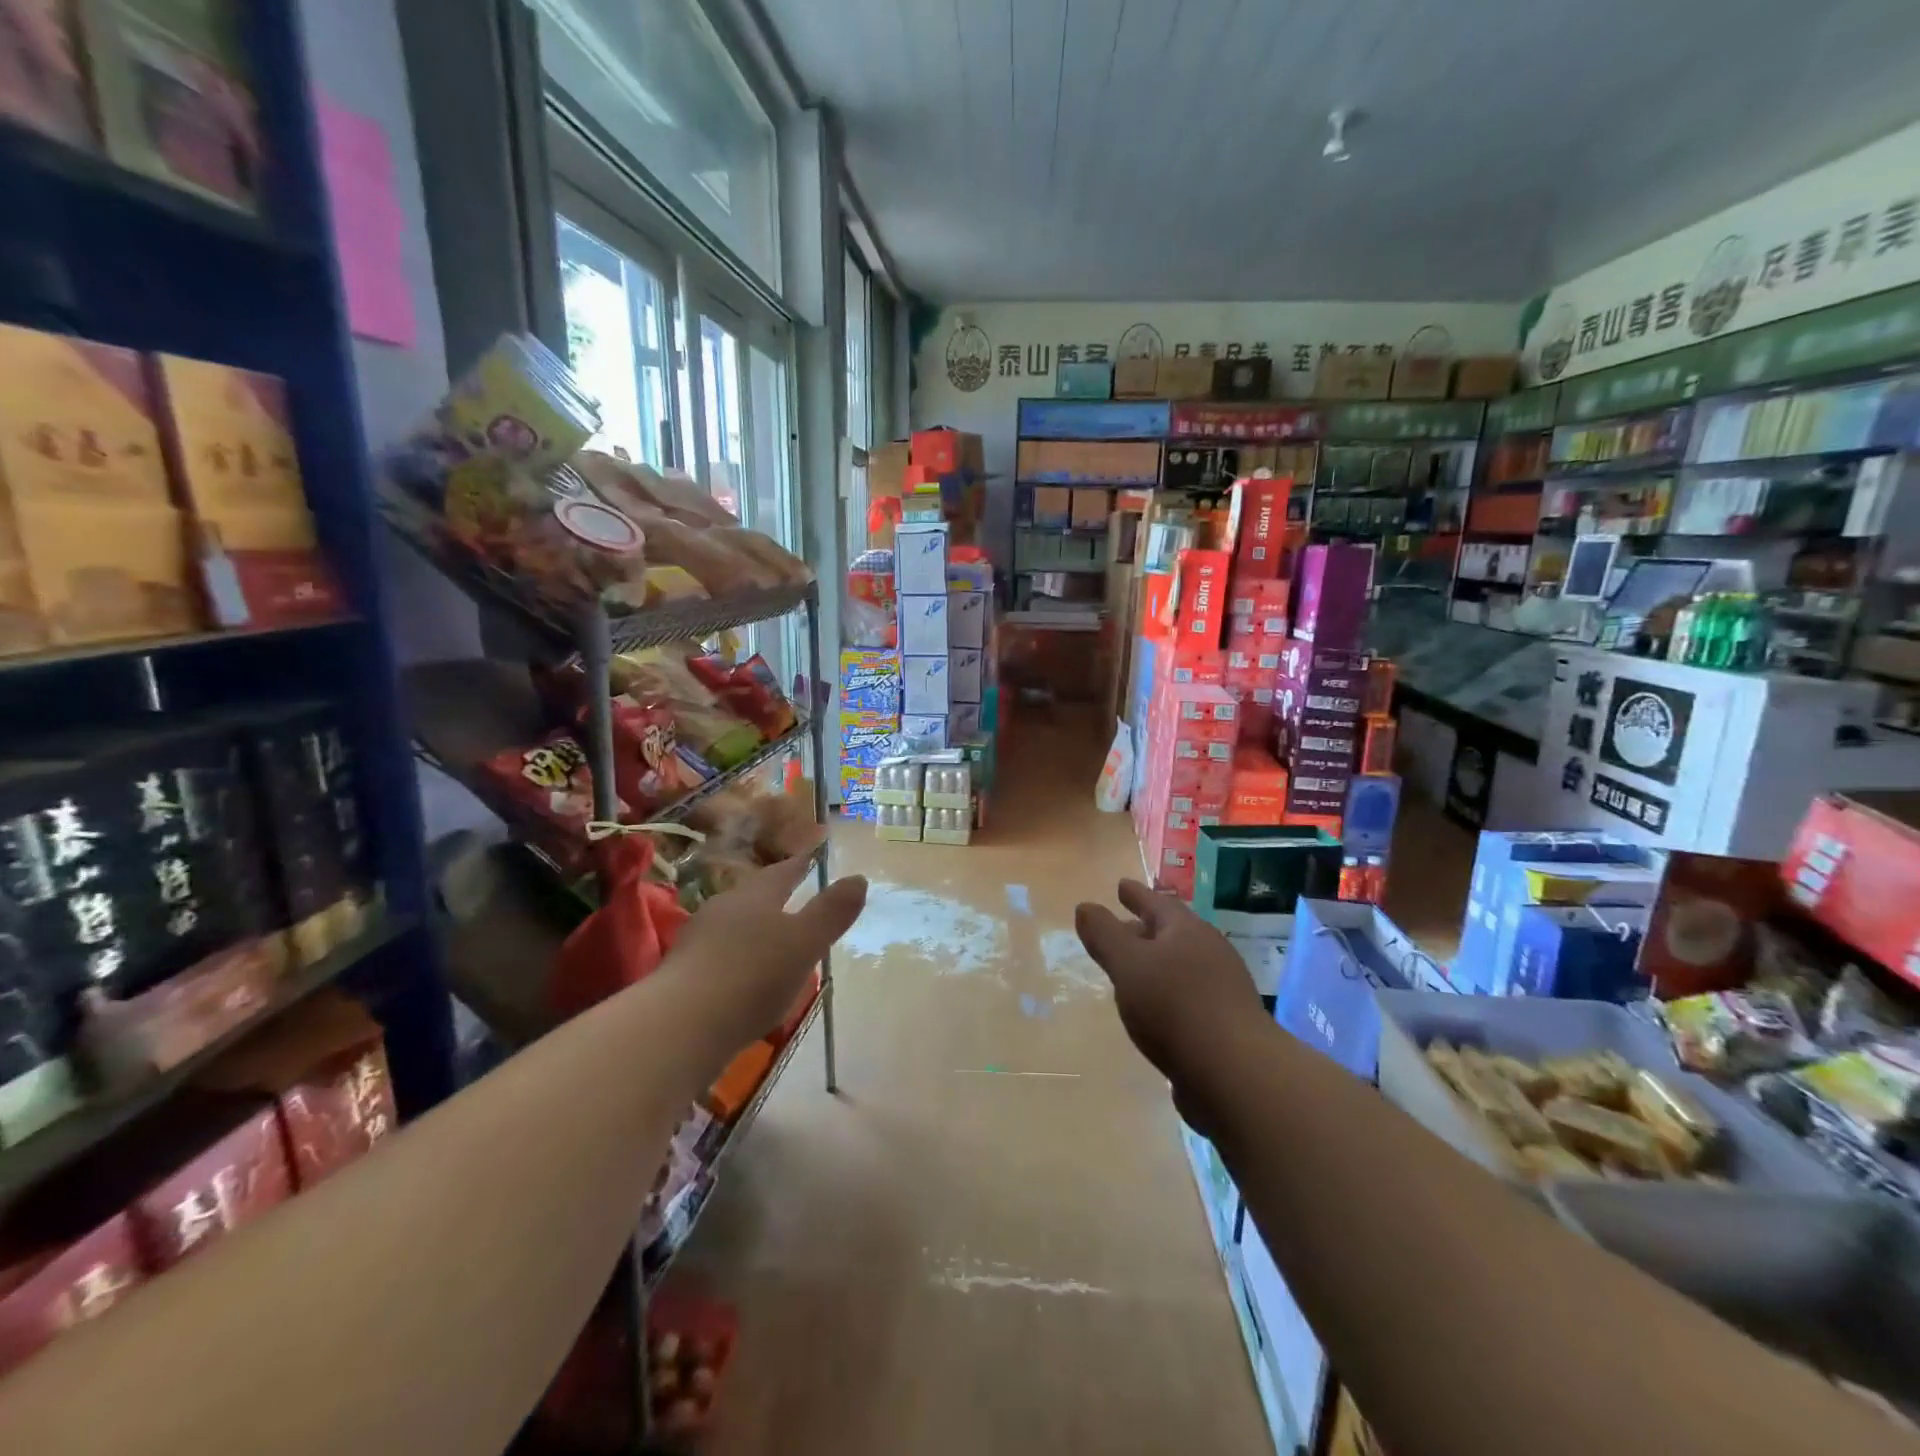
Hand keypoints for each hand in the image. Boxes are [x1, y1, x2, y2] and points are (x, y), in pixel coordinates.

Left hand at [662, 828, 867, 1053]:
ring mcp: (697, 942)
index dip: (801, 864)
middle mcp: (723, 910)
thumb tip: (858, 878)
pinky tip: (744, 980)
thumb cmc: (752, 976)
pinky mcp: (682, 976)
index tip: (813, 856)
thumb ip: (832, 912)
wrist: (678, 1027)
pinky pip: (718, 957)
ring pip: (733, 926)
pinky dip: (737, 961)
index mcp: (755, 896)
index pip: (783, 872)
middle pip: (754, 896)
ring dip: (753, 931)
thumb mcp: (805, 942)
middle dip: (774, 897)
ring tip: (772, 943)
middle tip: (795, 899)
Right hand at [1076, 880, 1264, 1083]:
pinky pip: (1188, 996)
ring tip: (1133, 970)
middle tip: (1122, 927)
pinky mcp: (1225, 1024)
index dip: (1136, 894)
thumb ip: (1104, 934)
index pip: (1157, 902)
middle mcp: (1209, 952)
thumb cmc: (1174, 1007)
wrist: (1235, 1074)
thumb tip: (1085, 906)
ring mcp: (1222, 989)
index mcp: (1187, 931)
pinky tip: (1154, 1010)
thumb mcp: (1127, 964)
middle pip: (1172, 932)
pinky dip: (1167, 993)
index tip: (1120, 885)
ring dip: (1156, 963)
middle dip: (1145, 928)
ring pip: (1181, 965)